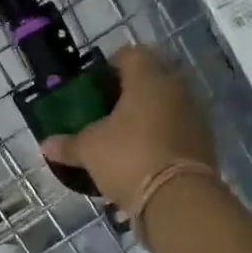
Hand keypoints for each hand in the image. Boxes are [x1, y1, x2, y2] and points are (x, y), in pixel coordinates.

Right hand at [41, 44, 215, 213]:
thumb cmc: (129, 158)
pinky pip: (179, 129)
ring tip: (126, 137)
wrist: (179, 198)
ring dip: (150, 115)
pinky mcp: (205, 142)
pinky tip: (145, 156)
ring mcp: (195, 115)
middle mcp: (176, 89)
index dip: (112, 65)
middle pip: (152, 78)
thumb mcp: (89, 150)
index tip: (97, 85)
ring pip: (168, 104)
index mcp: (148, 79)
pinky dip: (163, 136)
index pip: (131, 54)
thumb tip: (46, 144)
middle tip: (109, 111)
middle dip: (132, 92)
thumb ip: (68, 144)